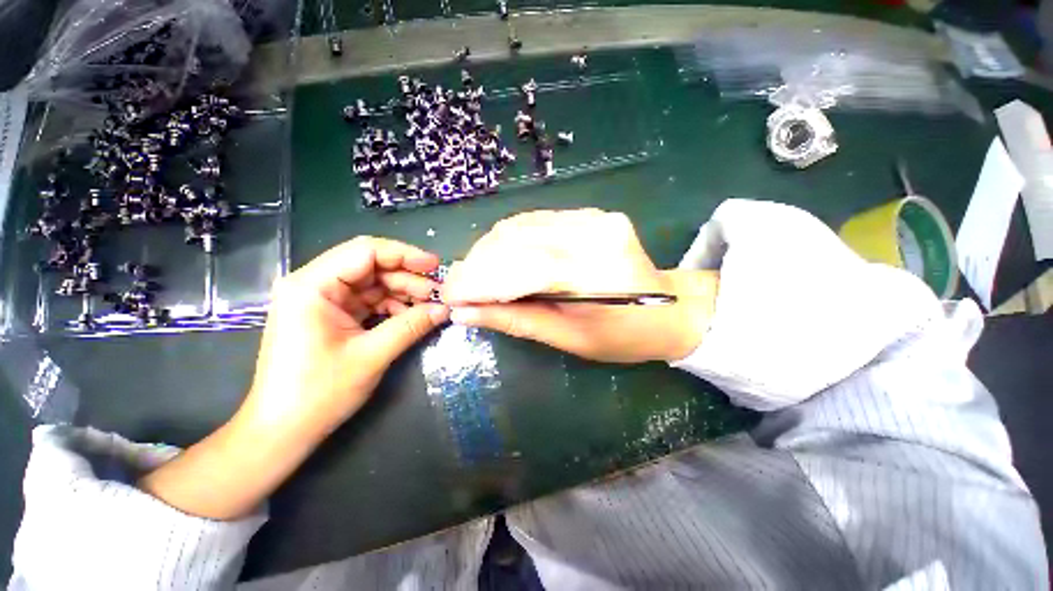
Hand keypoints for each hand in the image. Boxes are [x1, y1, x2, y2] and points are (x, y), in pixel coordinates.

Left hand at [241, 236, 447, 435]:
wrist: (282, 431)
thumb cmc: (318, 393)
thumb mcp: (372, 356)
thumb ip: (411, 326)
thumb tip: (445, 309)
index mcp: (311, 285)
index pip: (365, 251)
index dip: (405, 254)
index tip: (435, 266)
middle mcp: (313, 284)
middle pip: (370, 265)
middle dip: (407, 277)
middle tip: (437, 292)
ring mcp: (322, 300)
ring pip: (372, 283)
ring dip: (402, 292)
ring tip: (429, 305)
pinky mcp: (330, 315)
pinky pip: (368, 300)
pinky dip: (392, 305)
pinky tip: (411, 316)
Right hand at [441, 209, 717, 362]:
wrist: (667, 309)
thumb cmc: (623, 336)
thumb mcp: (568, 338)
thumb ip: (515, 320)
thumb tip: (465, 313)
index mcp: (594, 271)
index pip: (520, 268)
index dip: (479, 282)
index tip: (450, 298)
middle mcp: (592, 232)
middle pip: (515, 240)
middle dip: (477, 265)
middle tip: (460, 289)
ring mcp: (591, 217)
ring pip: (519, 226)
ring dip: (488, 251)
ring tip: (476, 275)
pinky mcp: (588, 214)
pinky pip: (534, 221)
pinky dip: (508, 241)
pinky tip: (500, 259)